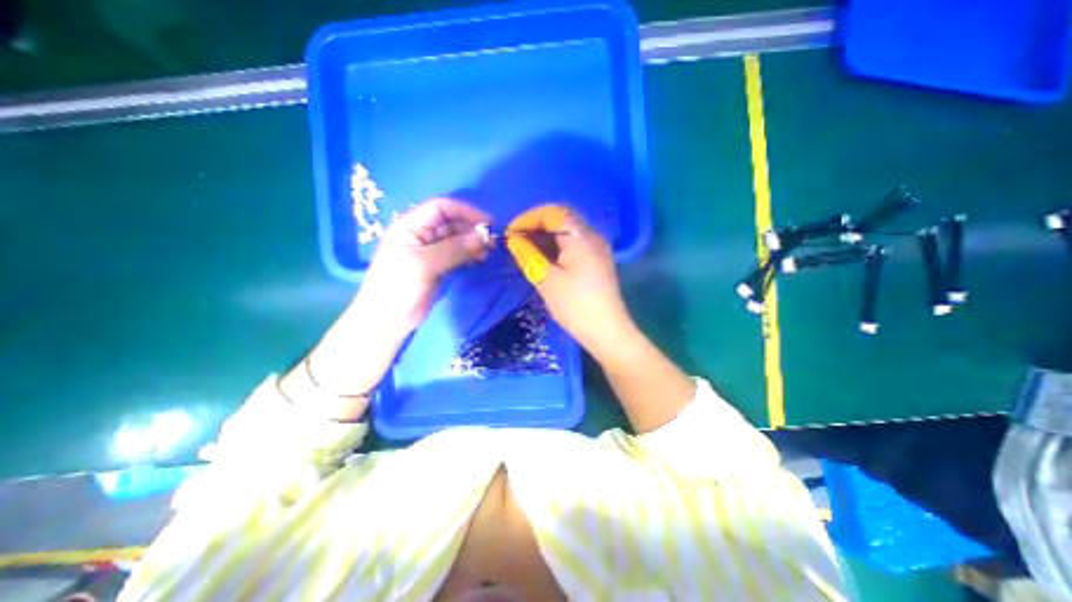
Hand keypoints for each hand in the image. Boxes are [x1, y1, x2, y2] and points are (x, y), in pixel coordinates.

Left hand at [360, 198, 494, 331]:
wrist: (387, 321)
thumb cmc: (398, 287)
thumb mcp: (425, 264)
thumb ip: (455, 249)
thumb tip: (485, 236)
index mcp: (410, 225)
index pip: (441, 207)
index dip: (465, 211)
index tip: (487, 224)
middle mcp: (421, 234)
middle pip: (451, 221)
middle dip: (472, 228)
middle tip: (491, 241)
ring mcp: (430, 251)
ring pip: (456, 238)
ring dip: (473, 242)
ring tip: (488, 252)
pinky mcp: (437, 266)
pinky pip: (457, 254)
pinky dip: (470, 254)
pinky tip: (480, 260)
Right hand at [506, 204, 633, 360]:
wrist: (607, 332)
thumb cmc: (576, 306)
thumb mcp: (546, 280)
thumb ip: (528, 255)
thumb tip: (514, 240)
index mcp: (581, 237)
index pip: (553, 212)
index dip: (529, 218)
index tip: (511, 233)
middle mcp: (593, 236)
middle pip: (562, 219)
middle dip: (536, 226)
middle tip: (517, 240)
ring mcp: (598, 249)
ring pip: (568, 232)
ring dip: (546, 237)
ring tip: (526, 250)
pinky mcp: (597, 261)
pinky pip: (574, 245)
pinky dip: (557, 247)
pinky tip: (544, 259)